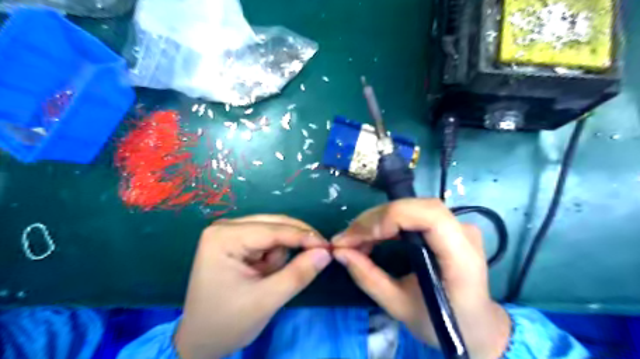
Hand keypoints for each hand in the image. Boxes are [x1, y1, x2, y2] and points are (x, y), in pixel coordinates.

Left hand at [176, 214, 334, 356]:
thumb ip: (298, 274)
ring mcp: (231, 232)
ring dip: (281, 254)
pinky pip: (269, 241)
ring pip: (275, 233)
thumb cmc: (227, 322)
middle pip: (274, 225)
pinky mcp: (237, 241)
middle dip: (294, 243)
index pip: (272, 230)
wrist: (201, 340)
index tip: (329, 246)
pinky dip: (274, 257)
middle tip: (318, 255)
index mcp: (224, 237)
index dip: (303, 236)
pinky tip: (264, 273)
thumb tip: (325, 252)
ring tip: (269, 278)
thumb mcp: (266, 300)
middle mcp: (226, 227)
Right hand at [332, 199, 512, 358]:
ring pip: (410, 207)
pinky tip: (371, 237)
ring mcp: (456, 225)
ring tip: (354, 240)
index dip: (390, 217)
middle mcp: (463, 232)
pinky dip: (386, 223)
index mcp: (461, 257)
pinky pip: (411, 214)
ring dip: (377, 220)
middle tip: (346, 239)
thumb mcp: (400, 307)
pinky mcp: (446, 226)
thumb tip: (339, 251)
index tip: (357, 237)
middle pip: (414, 207)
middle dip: (374, 220)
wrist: (477, 326)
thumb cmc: (443, 324)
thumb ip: (368, 277)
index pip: (429, 216)